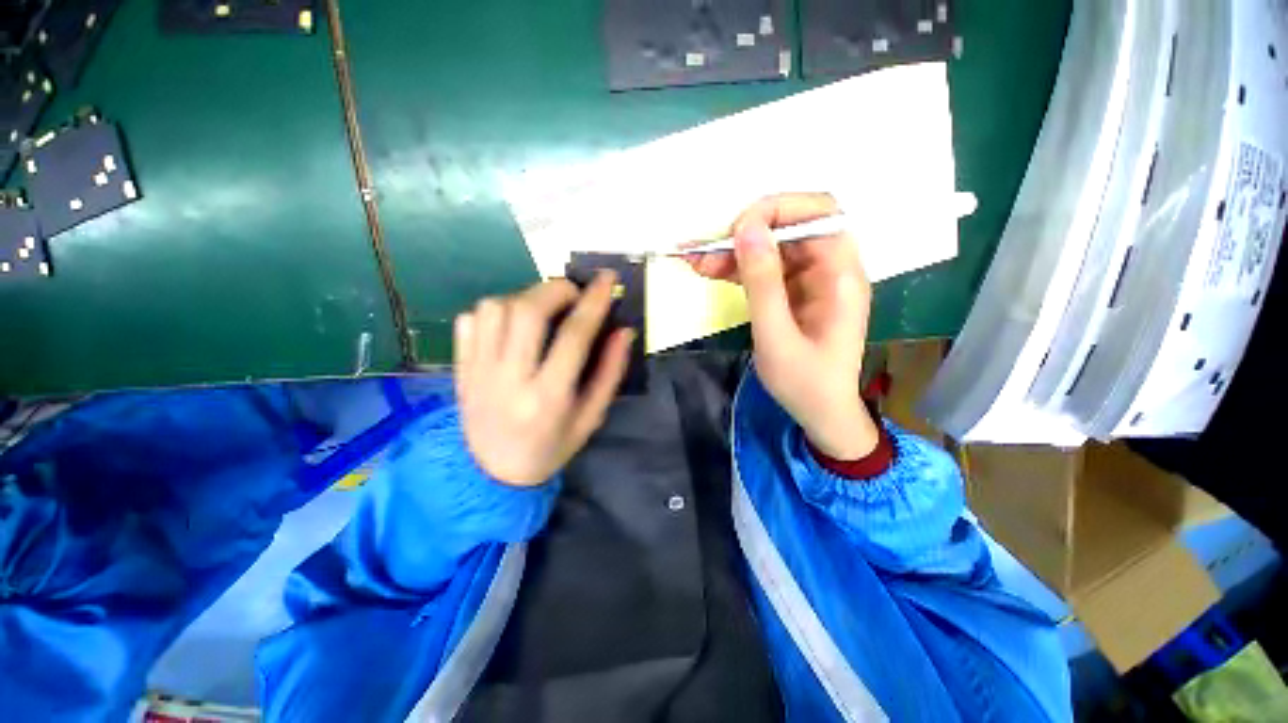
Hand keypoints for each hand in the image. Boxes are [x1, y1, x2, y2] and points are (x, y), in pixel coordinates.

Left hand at [454, 272, 634, 485]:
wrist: (491, 473)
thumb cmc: (551, 446)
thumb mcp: (591, 417)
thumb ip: (610, 373)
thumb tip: (623, 331)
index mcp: (548, 397)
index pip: (574, 336)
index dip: (594, 301)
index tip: (607, 277)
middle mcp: (509, 378)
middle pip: (528, 311)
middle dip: (557, 289)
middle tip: (573, 293)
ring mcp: (477, 370)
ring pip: (495, 307)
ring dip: (525, 296)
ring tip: (542, 309)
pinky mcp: (460, 366)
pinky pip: (471, 319)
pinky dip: (495, 309)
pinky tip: (511, 324)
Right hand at [686, 193, 878, 459]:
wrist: (819, 413)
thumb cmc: (804, 382)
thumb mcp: (776, 336)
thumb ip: (762, 282)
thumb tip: (747, 228)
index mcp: (840, 275)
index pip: (819, 214)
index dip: (778, 210)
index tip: (737, 230)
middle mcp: (829, 269)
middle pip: (789, 228)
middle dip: (745, 233)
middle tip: (705, 250)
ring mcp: (809, 280)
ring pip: (771, 248)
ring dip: (733, 251)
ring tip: (695, 261)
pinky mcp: (792, 292)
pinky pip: (764, 270)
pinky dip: (736, 268)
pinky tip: (709, 271)